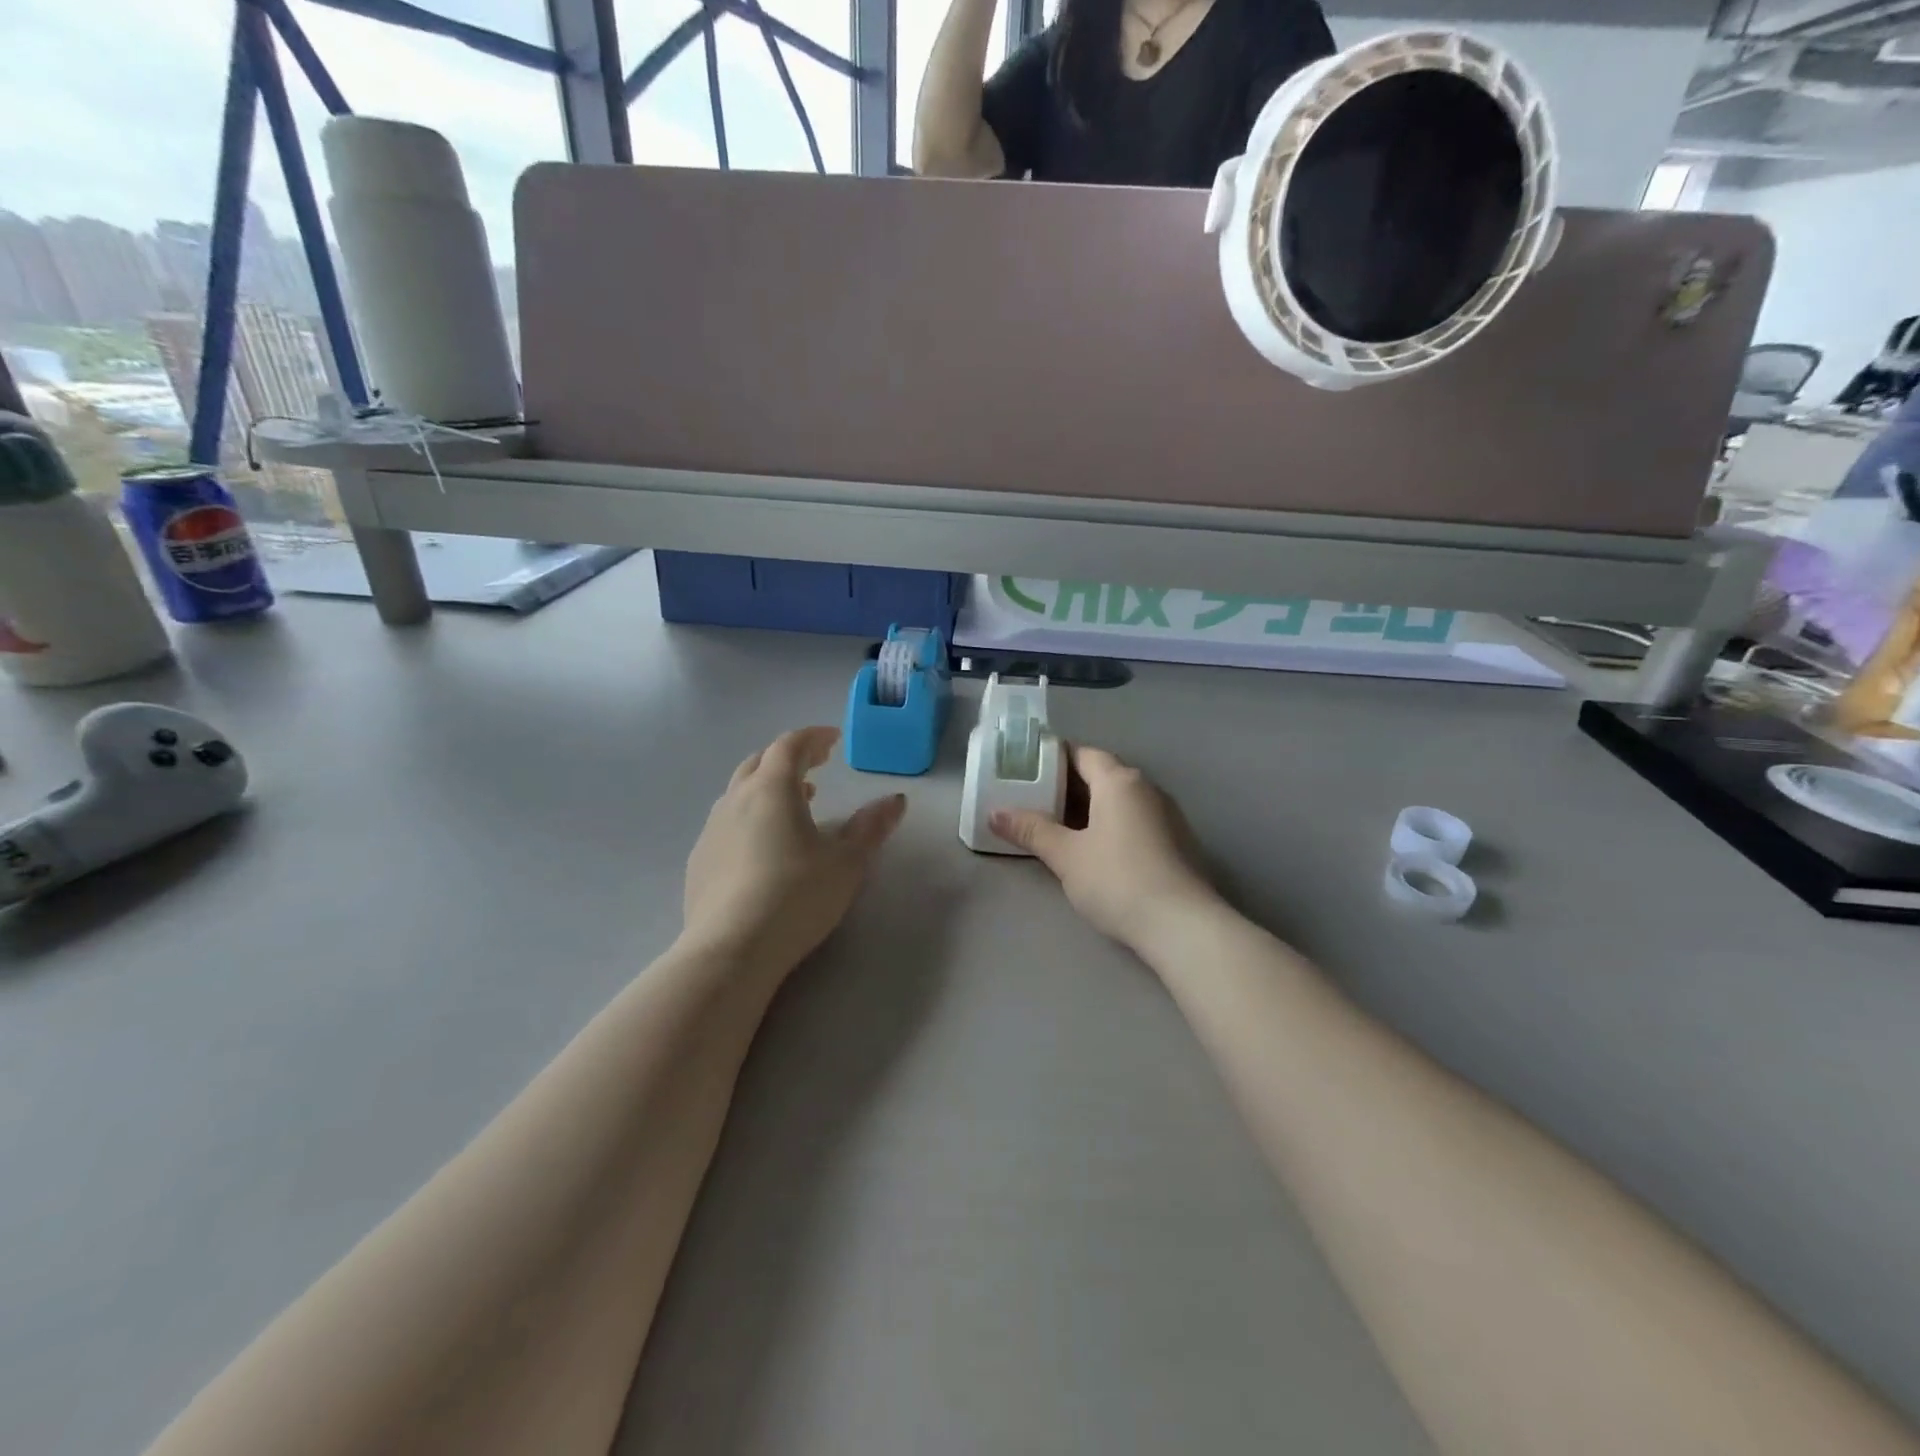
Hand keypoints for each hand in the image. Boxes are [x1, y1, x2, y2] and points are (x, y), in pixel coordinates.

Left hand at [682, 727, 906, 978]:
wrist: (732, 949)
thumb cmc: (797, 896)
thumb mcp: (847, 862)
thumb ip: (871, 826)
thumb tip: (896, 799)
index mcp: (772, 789)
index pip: (790, 746)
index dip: (813, 737)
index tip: (834, 740)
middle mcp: (736, 800)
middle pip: (760, 762)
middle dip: (789, 758)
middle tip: (816, 765)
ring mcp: (711, 831)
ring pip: (739, 793)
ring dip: (768, 788)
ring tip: (797, 804)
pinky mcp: (699, 862)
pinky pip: (727, 824)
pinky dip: (750, 818)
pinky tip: (764, 846)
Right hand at [991, 745, 1219, 951]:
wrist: (1181, 926)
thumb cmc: (1117, 880)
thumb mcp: (1066, 856)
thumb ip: (1031, 830)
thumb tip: (994, 813)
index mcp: (1120, 781)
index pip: (1083, 754)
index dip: (1053, 760)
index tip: (1026, 773)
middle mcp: (1147, 788)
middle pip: (1102, 775)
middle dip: (1069, 786)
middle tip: (1034, 802)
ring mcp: (1167, 815)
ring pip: (1120, 800)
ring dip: (1091, 808)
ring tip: (1059, 828)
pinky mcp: (1177, 842)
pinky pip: (1136, 820)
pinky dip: (1112, 826)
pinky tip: (1095, 851)